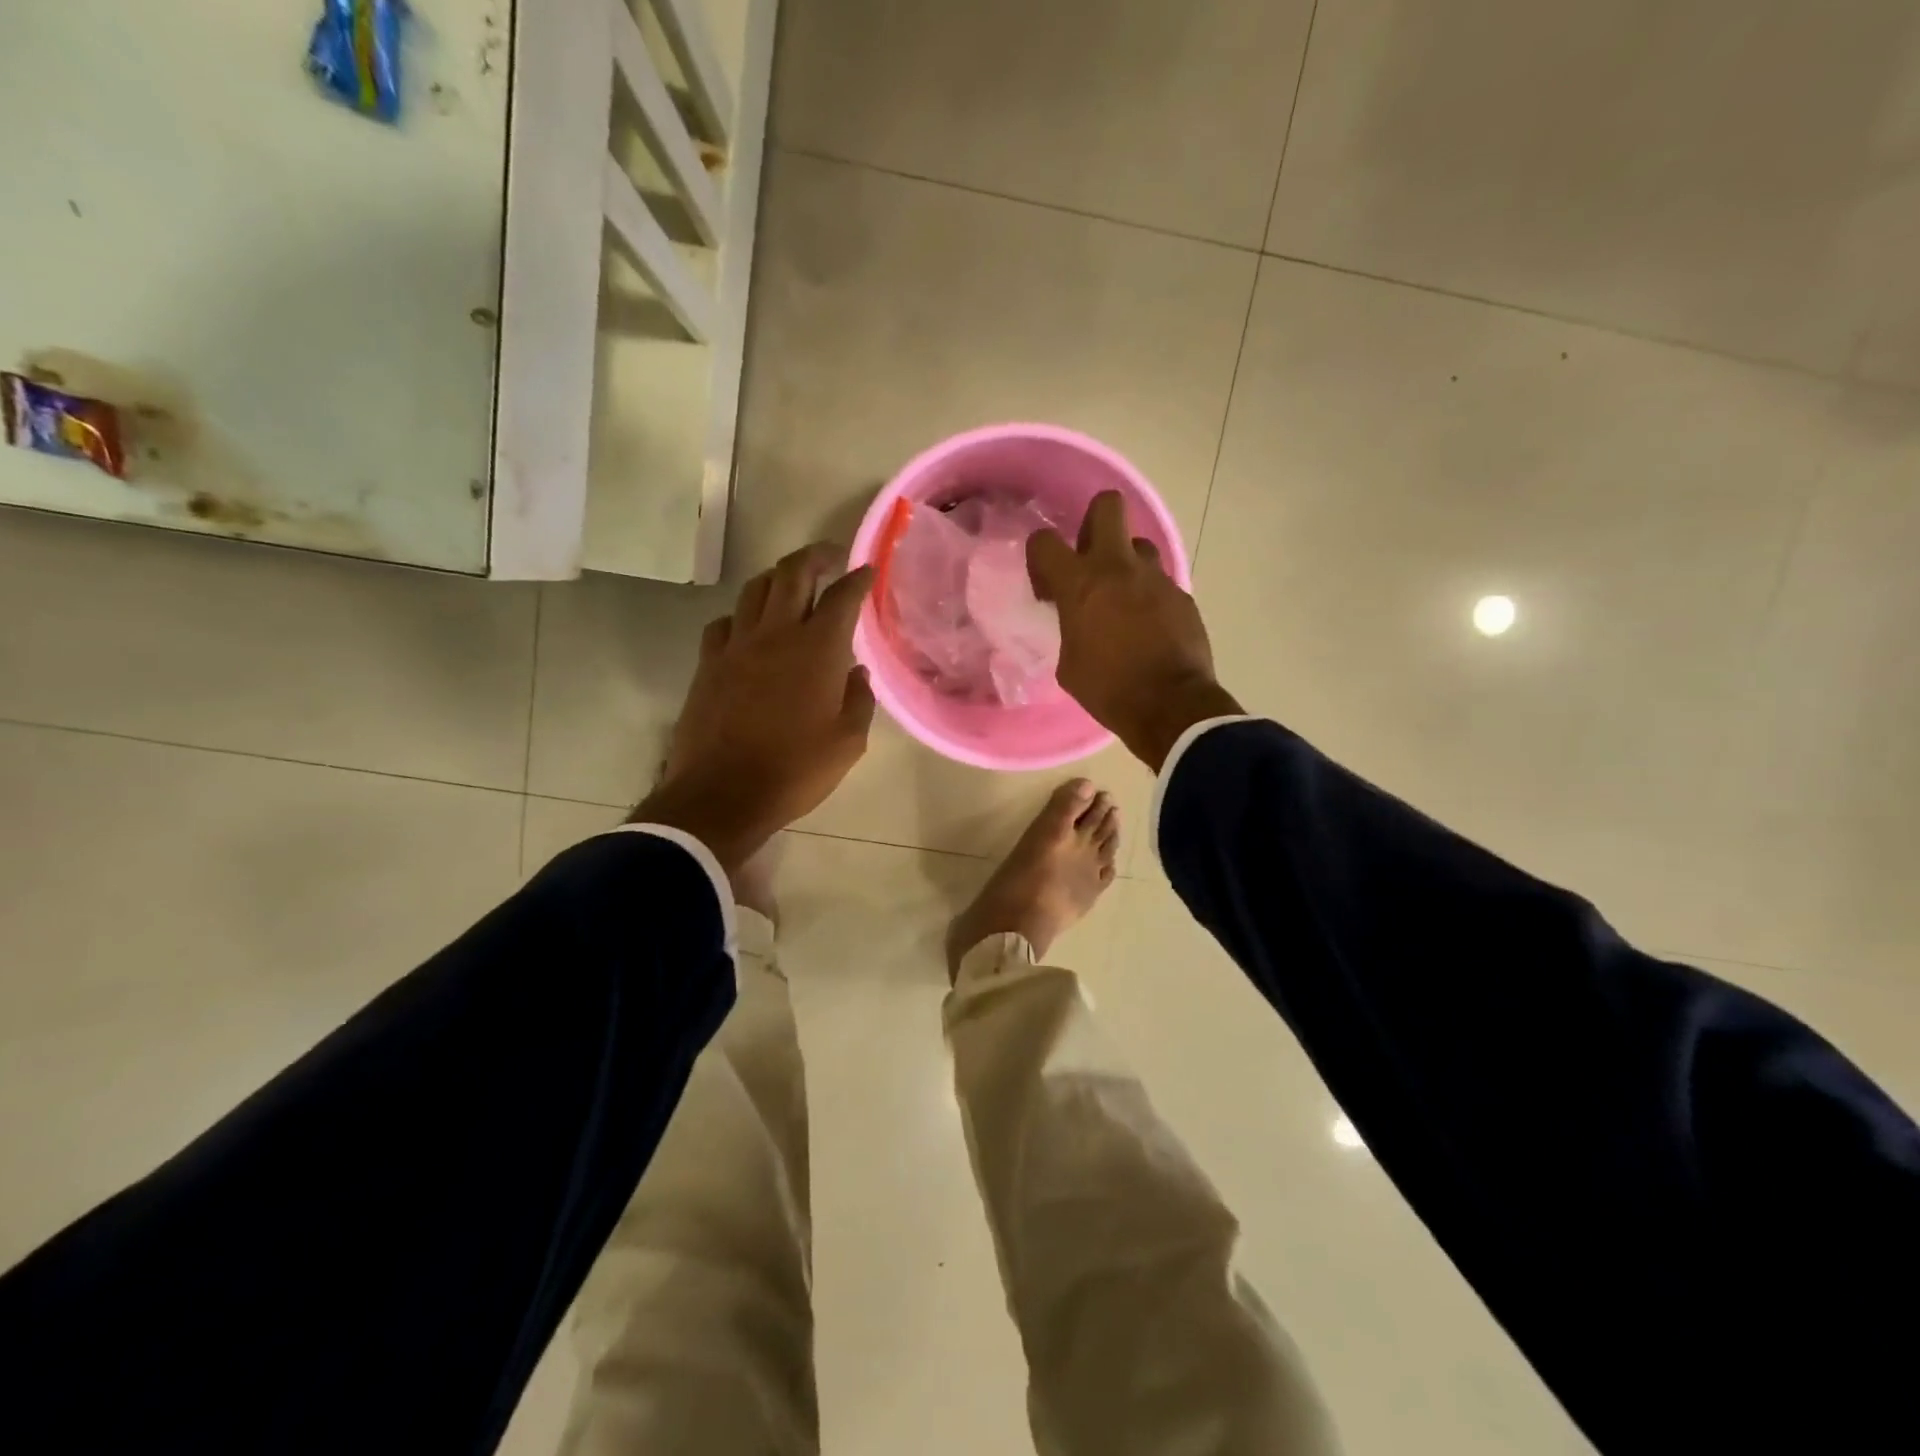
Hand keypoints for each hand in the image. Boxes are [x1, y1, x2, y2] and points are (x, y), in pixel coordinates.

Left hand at [631, 545, 875, 874]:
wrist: (722, 794)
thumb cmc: (795, 770)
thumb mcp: (848, 742)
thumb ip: (859, 699)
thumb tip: (857, 672)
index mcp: (818, 649)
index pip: (842, 596)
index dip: (858, 578)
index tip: (868, 570)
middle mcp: (776, 633)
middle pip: (792, 573)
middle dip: (814, 557)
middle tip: (829, 558)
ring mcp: (736, 645)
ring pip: (755, 589)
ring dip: (777, 577)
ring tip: (791, 584)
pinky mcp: (708, 663)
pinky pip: (725, 622)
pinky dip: (743, 614)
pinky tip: (750, 628)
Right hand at [1027, 491, 1242, 770]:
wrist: (1170, 706)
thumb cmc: (1108, 689)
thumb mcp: (1068, 664)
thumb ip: (1069, 629)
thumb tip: (1077, 622)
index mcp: (1080, 584)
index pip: (1044, 541)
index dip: (1040, 557)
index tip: (1047, 586)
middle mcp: (1118, 568)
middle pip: (1107, 506)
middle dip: (1094, 522)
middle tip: (1090, 558)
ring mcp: (1156, 578)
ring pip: (1139, 546)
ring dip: (1127, 565)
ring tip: (1123, 600)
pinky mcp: (1182, 596)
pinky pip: (1160, 582)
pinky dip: (1150, 597)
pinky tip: (1149, 627)